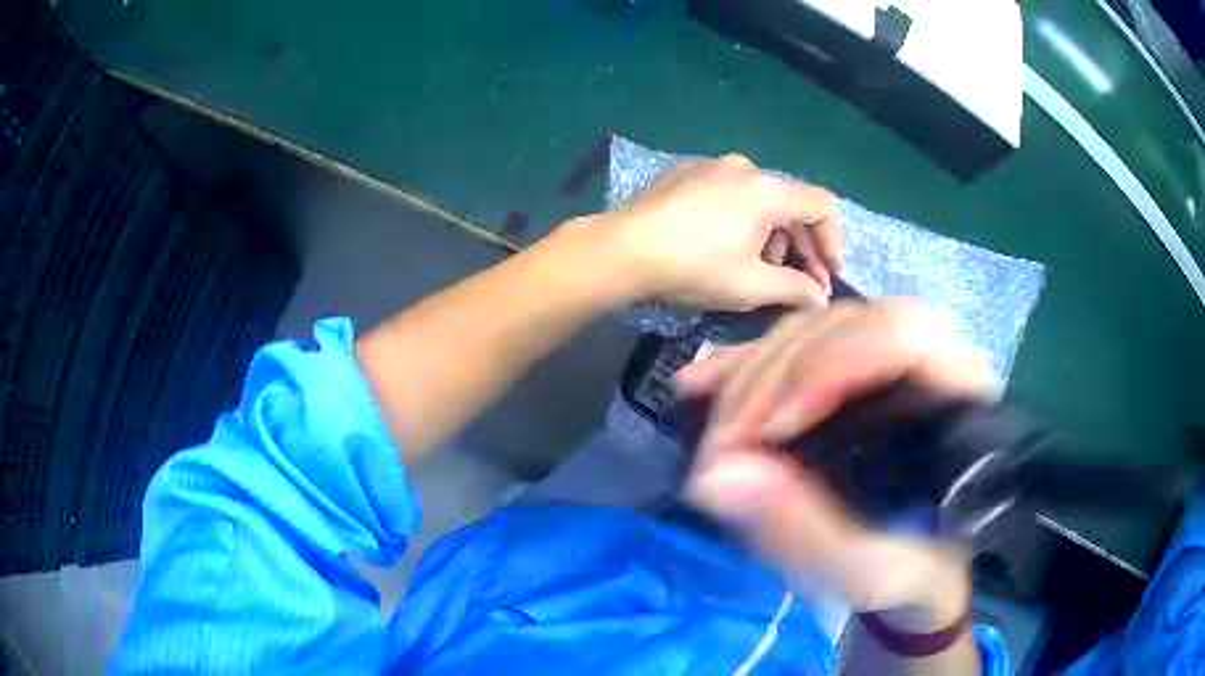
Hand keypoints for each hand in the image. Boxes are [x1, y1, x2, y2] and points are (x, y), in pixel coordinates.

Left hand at [598, 154, 841, 310]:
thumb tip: (821, 299)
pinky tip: (728, 245)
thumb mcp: (750, 286)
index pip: (823, 205)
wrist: (621, 250)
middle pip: (792, 203)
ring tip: (762, 268)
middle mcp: (745, 167)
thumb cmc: (692, 268)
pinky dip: (744, 218)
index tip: (828, 274)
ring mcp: (712, 165)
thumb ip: (795, 290)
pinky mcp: (688, 171)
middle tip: (802, 282)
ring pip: (761, 199)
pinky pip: (732, 192)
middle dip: (803, 245)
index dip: (833, 242)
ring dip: (773, 234)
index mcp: (767, 190)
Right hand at [677, 301, 995, 627]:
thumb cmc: (914, 573)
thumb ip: (804, 531)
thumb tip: (714, 477)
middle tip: (726, 441)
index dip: (828, 367)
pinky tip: (703, 384)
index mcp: (962, 403)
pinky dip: (750, 367)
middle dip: (777, 373)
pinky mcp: (861, 375)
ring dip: (757, 371)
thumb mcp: (867, 572)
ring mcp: (896, 364)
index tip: (767, 432)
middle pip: (850, 324)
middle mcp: (935, 365)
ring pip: (819, 330)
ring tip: (714, 426)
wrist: (926, 572)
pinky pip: (802, 349)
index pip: (902, 337)